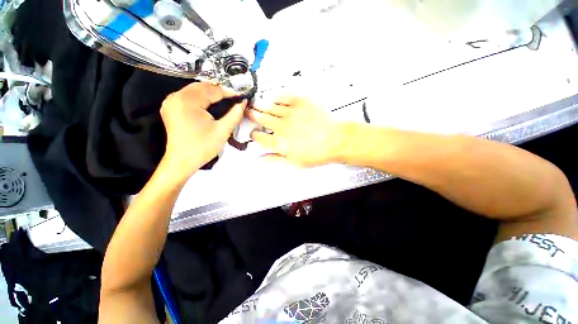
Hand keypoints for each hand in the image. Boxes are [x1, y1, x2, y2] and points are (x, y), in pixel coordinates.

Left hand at [160, 82, 246, 178]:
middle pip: (201, 87)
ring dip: (209, 92)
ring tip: (224, 98)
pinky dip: (200, 97)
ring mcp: (171, 102)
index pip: (211, 91)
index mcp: (188, 101)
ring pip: (194, 90)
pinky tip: (209, 102)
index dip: (228, 92)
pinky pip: (188, 96)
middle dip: (218, 90)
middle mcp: (176, 97)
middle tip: (233, 97)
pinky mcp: (170, 107)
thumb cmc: (203, 146)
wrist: (182, 161)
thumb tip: (243, 102)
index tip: (240, 95)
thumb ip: (235, 114)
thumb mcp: (223, 130)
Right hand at [247, 96, 343, 166]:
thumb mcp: (294, 162)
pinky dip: (276, 99)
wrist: (335, 140)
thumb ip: (275, 159)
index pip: (259, 137)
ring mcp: (290, 113)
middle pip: (261, 118)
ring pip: (270, 107)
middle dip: (252, 115)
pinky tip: (273, 100)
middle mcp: (282, 127)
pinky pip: (284, 98)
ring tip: (255, 104)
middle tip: (248, 112)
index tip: (253, 133)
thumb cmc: (317, 153)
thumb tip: (261, 158)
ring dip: (260, 106)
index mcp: (280, 143)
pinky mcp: (300, 102)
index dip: (254, 135)